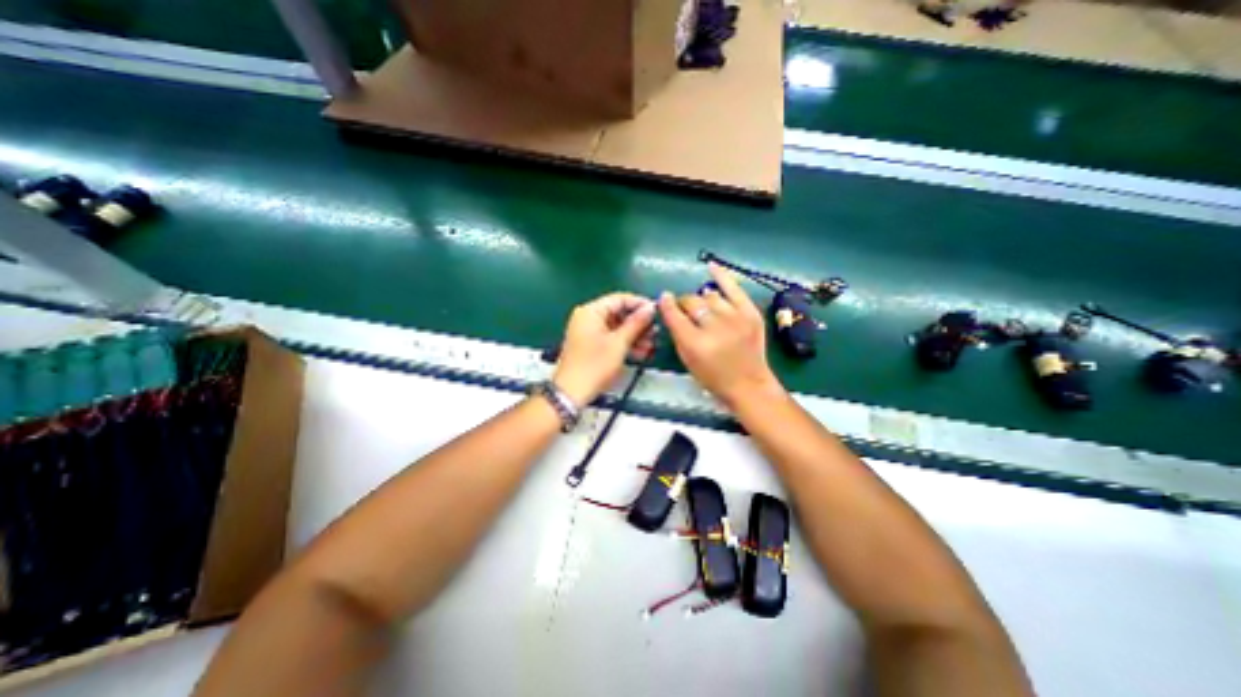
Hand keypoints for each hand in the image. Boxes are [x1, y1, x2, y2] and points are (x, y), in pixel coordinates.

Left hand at [553, 290, 658, 406]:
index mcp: (591, 311)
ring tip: (650, 345)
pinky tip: (640, 352)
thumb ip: (636, 323)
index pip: (620, 299)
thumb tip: (650, 308)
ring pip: (616, 327)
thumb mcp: (619, 343)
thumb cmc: (594, 366)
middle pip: (618, 313)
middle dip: (638, 323)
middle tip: (655, 332)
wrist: (572, 392)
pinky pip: (611, 337)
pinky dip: (624, 343)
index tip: (656, 312)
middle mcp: (587, 317)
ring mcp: (588, 331)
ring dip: (634, 335)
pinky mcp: (590, 345)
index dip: (640, 304)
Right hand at [654, 264, 776, 408]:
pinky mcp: (750, 313)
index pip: (674, 314)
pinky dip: (722, 275)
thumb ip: (677, 334)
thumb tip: (670, 310)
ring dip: (702, 300)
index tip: (663, 298)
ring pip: (709, 295)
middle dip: (684, 304)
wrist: (749, 384)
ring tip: (703, 308)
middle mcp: (714, 327)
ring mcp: (735, 318)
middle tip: (686, 311)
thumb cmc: (713, 377)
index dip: (666, 304)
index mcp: (695, 343)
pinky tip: (711, 266)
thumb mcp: (687, 360)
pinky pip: (734, 287)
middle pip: (692, 301)